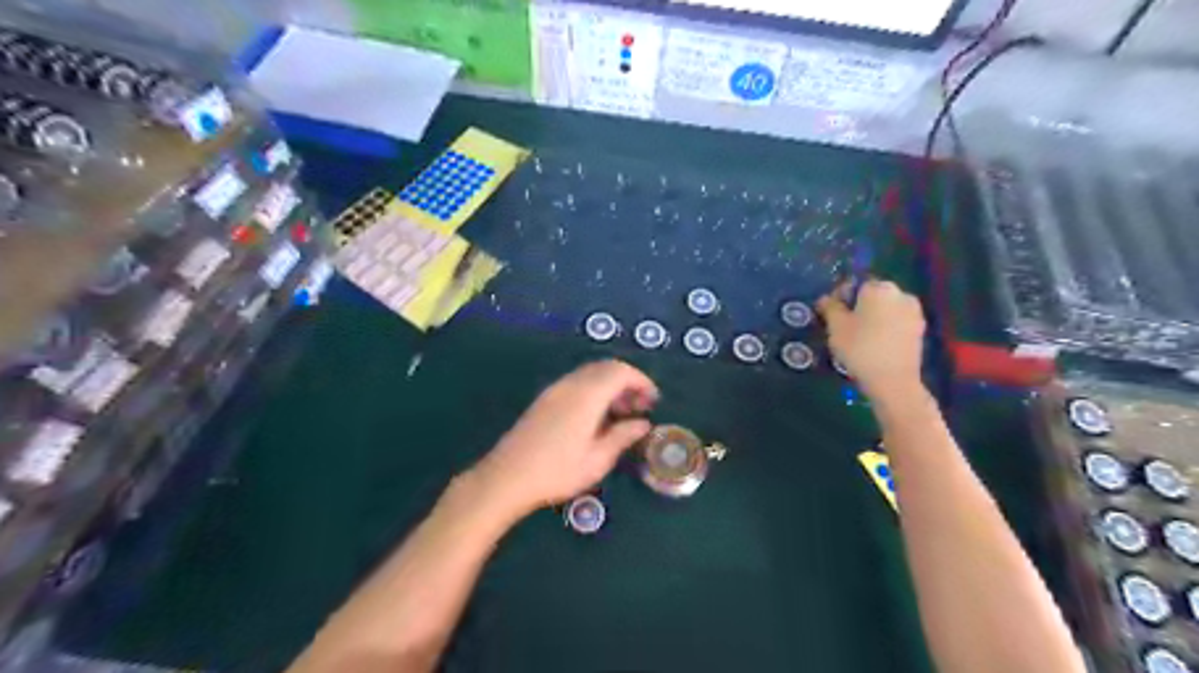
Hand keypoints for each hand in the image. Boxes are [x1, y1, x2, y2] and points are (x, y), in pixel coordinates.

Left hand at [467, 361, 659, 517]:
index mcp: (587, 395)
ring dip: (610, 386)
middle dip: (627, 382)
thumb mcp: (598, 459)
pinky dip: (594, 390)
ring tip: (621, 413)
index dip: (641, 381)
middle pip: (605, 368)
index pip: (620, 372)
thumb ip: (623, 436)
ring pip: (589, 374)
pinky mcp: (544, 400)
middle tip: (640, 407)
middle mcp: (571, 384)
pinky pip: (576, 383)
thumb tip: (643, 424)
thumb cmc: (557, 471)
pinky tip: (596, 417)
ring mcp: (554, 390)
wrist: (507, 477)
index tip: (653, 400)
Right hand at [814, 278, 925, 399]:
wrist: (893, 380)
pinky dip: (886, 328)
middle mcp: (901, 294)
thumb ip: (830, 307)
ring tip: (859, 337)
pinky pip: (896, 322)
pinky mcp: (920, 330)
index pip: (855, 284)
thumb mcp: (835, 327)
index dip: (840, 297)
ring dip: (873, 317)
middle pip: (873, 296)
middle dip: (858, 307)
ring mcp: (914, 312)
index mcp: (879, 288)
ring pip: (886, 309)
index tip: (831, 314)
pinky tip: (875, 344)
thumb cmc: (860, 348)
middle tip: (843, 326)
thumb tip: (825, 298)